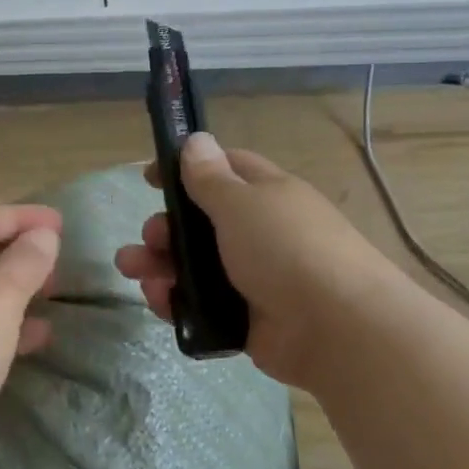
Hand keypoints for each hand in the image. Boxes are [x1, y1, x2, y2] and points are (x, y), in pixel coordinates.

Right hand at [116, 134, 403, 389]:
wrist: (335, 328)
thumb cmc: (285, 249)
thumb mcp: (242, 204)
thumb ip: (211, 177)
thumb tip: (196, 140)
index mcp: (267, 196)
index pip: (225, 169)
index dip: (187, 168)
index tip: (150, 177)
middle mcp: (260, 234)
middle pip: (201, 223)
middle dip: (166, 226)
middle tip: (148, 237)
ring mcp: (253, 279)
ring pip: (195, 266)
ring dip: (160, 264)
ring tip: (132, 270)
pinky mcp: (244, 319)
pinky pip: (201, 305)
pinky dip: (176, 301)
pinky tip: (158, 301)